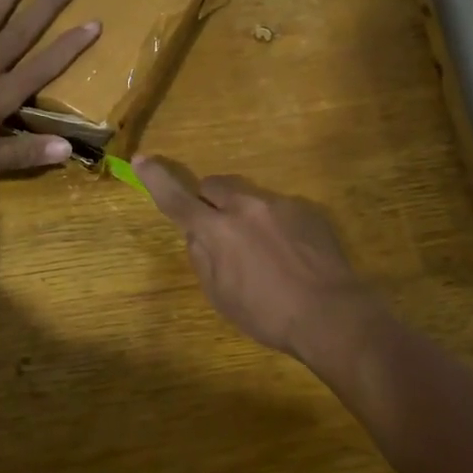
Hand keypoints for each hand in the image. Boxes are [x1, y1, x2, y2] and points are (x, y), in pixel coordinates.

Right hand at [135, 156, 380, 363]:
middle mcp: (245, 206)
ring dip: (245, 214)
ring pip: (249, 196)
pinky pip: (278, 208)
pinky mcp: (306, 208)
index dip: (156, 179)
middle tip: (219, 230)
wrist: (331, 312)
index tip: (141, 159)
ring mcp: (279, 203)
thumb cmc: (267, 313)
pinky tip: (290, 253)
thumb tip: (198, 235)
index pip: (176, 198)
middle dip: (209, 202)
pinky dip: (274, 224)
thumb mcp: (220, 296)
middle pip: (214, 186)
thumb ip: (202, 258)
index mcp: (217, 230)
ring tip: (264, 252)